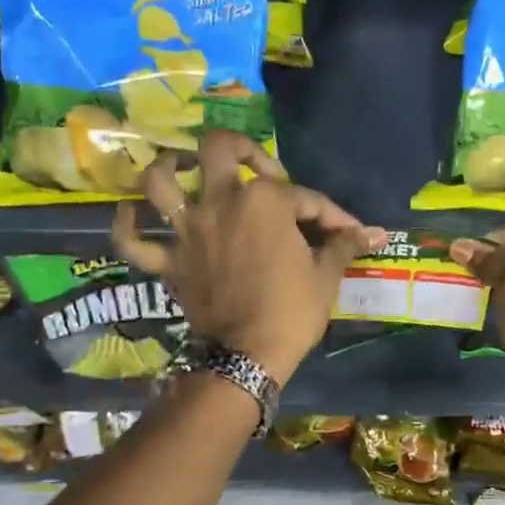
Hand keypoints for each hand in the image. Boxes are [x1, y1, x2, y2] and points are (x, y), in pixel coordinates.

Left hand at [113, 130, 383, 383]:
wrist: (248, 356)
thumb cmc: (292, 311)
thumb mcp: (325, 275)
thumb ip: (344, 244)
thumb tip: (377, 233)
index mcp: (264, 200)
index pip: (303, 196)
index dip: (330, 213)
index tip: (348, 232)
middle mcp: (220, 202)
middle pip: (217, 150)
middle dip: (238, 147)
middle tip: (252, 165)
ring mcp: (188, 230)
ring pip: (160, 183)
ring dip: (168, 169)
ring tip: (180, 168)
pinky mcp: (168, 262)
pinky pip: (133, 241)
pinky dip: (127, 226)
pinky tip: (131, 214)